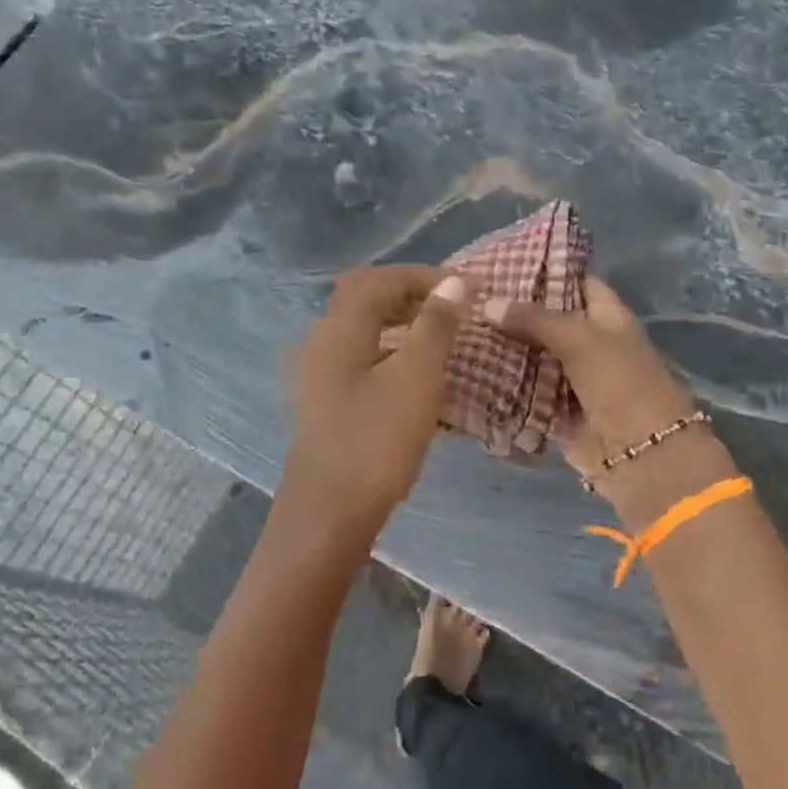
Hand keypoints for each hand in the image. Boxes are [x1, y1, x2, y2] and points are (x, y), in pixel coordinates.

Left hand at [283, 265, 470, 539]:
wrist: (329, 512)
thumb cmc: (376, 442)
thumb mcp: (416, 379)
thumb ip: (435, 326)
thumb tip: (453, 282)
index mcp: (342, 328)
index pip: (383, 279)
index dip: (426, 276)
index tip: (468, 288)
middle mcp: (323, 340)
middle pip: (363, 295)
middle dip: (407, 292)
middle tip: (448, 306)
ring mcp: (319, 372)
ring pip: (360, 326)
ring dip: (397, 320)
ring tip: (437, 336)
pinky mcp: (325, 399)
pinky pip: (359, 355)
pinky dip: (388, 348)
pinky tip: (411, 374)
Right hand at [484, 276, 736, 525]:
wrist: (641, 455)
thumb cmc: (620, 384)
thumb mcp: (580, 339)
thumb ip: (534, 319)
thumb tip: (487, 303)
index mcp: (606, 316)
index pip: (574, 281)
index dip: (542, 269)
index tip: (499, 261)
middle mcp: (588, 342)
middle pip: (545, 320)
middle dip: (511, 311)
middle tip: (465, 297)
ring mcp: (570, 377)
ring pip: (530, 355)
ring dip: (501, 347)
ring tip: (457, 327)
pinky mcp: (554, 409)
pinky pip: (523, 390)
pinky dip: (501, 382)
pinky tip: (465, 367)